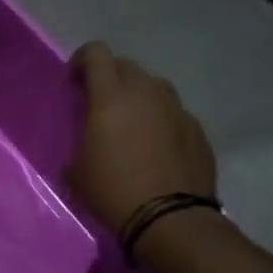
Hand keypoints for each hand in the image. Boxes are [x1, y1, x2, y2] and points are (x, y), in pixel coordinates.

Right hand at [67, 42, 216, 233]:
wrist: (170, 219)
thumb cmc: (112, 191)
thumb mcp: (76, 171)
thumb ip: (81, 143)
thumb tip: (87, 144)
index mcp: (111, 98)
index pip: (97, 54)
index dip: (82, 59)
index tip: (74, 80)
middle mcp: (147, 94)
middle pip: (127, 66)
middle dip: (111, 77)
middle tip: (101, 103)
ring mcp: (177, 110)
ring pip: (155, 87)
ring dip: (139, 96)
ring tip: (132, 123)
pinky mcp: (198, 130)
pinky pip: (174, 114)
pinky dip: (161, 121)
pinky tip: (156, 148)